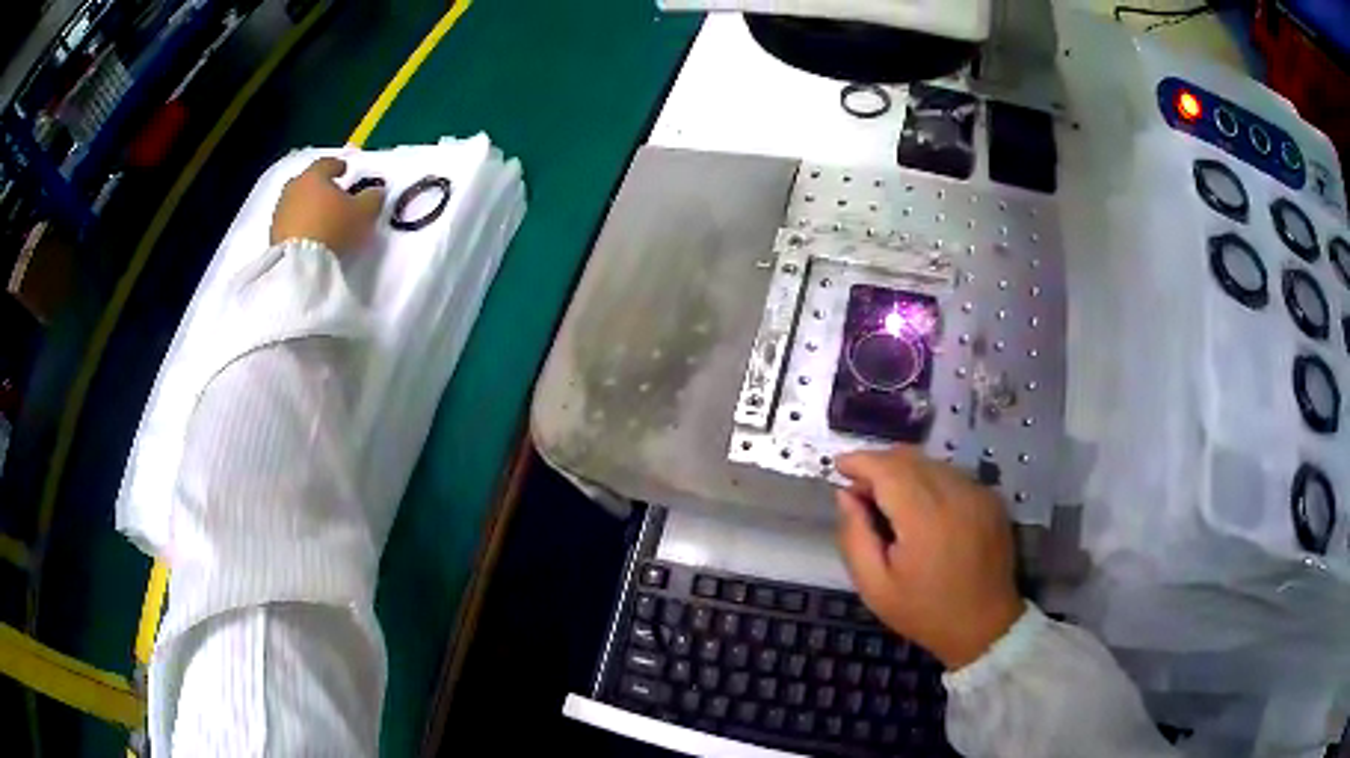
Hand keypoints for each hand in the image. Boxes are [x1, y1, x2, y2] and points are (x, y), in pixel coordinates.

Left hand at [270, 157, 384, 253]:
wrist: (299, 263)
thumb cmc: (333, 227)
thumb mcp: (363, 212)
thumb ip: (372, 198)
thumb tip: (376, 191)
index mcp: (314, 176)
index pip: (326, 163)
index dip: (337, 166)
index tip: (344, 170)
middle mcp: (294, 188)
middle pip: (306, 181)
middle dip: (317, 186)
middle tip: (328, 194)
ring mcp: (280, 211)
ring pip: (295, 202)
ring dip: (305, 206)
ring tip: (317, 218)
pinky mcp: (273, 234)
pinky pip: (288, 222)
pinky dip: (296, 224)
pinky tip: (306, 235)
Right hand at [835, 446, 1023, 669]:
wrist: (984, 625)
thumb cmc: (924, 611)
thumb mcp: (874, 586)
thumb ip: (855, 536)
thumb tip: (846, 494)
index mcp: (925, 518)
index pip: (887, 469)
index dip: (860, 460)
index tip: (839, 466)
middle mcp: (955, 494)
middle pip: (909, 458)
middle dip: (879, 464)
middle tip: (859, 489)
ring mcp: (978, 492)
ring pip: (931, 463)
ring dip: (904, 471)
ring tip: (888, 499)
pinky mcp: (990, 497)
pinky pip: (951, 474)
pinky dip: (928, 480)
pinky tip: (921, 508)